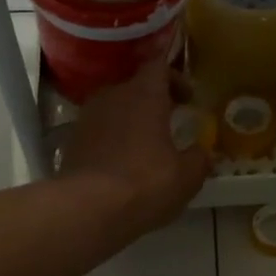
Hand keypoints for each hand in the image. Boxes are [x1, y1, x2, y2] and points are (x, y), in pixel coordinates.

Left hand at [59, 54, 210, 232]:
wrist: (86, 209)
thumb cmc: (145, 184)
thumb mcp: (186, 177)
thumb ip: (199, 159)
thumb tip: (205, 152)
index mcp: (144, 95)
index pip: (159, 66)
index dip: (175, 77)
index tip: (188, 97)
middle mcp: (113, 96)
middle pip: (135, 86)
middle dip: (154, 100)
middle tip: (171, 119)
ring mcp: (88, 118)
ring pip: (115, 108)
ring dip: (131, 120)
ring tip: (147, 144)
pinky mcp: (71, 141)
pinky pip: (99, 130)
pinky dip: (113, 139)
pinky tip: (123, 163)